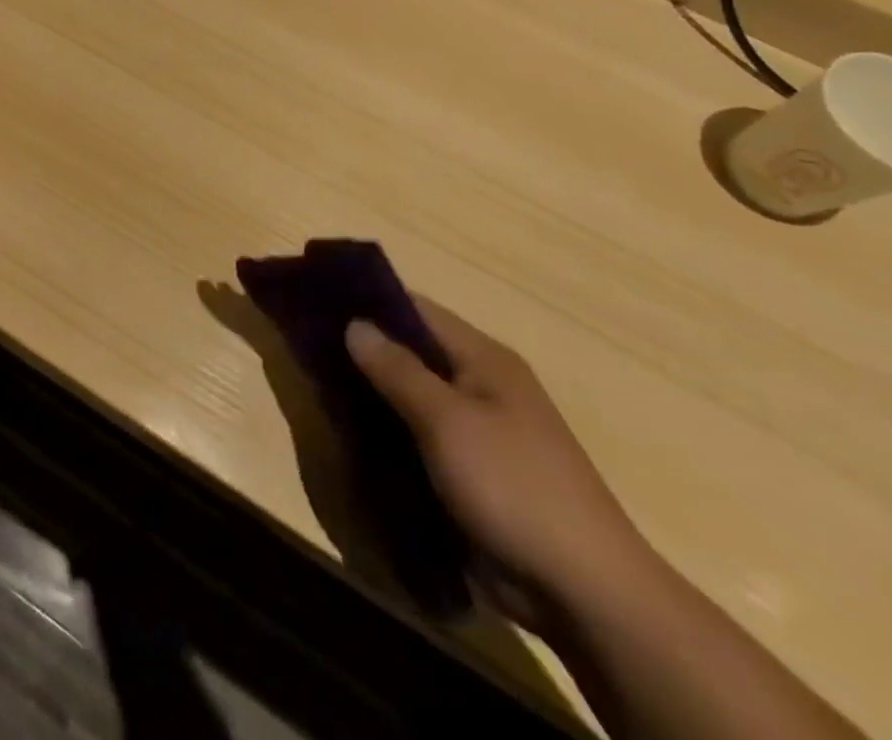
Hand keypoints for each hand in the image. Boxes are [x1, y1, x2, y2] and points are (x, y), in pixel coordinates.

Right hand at [345, 298, 657, 625]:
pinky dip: (386, 431)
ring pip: (410, 395)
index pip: (416, 309)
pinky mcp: (469, 471)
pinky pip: (417, 435)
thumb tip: (354, 323)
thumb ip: (397, 369)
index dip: (368, 300)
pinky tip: (351, 433)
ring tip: (318, 385)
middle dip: (362, 348)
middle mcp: (481, 385)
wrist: (584, 593)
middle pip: (411, 351)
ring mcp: (477, 430)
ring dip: (371, 392)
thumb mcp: (448, 421)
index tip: (317, 299)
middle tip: (307, 345)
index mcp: (484, 359)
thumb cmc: (515, 487)